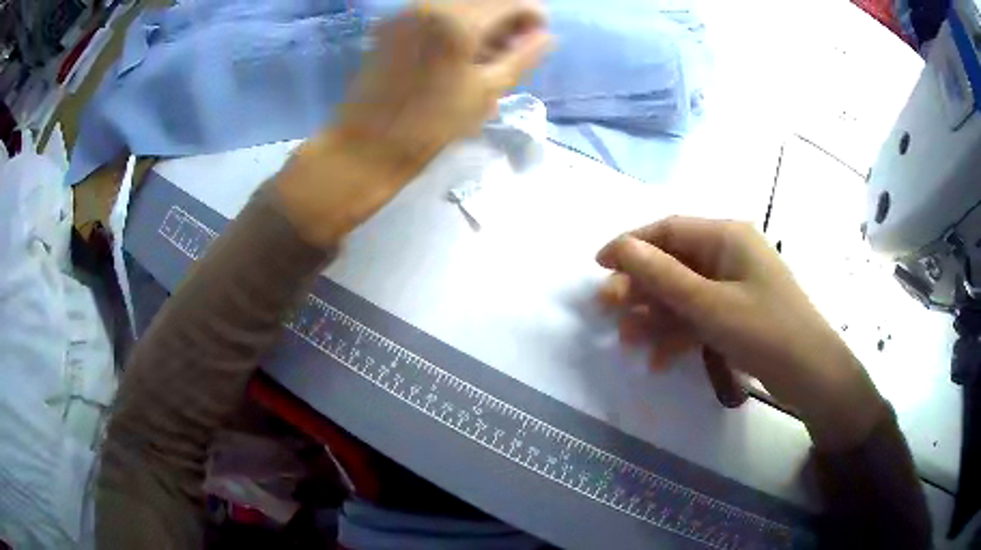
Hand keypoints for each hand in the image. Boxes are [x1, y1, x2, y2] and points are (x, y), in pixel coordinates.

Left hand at [276, 0, 550, 247]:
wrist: (367, 145)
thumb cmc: (431, 124)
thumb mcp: (487, 91)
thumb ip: (522, 57)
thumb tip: (546, 36)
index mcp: (458, 19)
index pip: (512, 3)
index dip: (532, 17)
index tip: (537, 39)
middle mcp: (430, 5)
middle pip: (484, 1)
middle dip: (505, 21)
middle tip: (511, 51)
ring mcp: (406, 13)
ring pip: (459, 6)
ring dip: (480, 24)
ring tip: (485, 56)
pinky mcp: (390, 26)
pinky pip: (434, 15)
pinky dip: (454, 27)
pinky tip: (457, 54)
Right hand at [597, 217, 886, 450]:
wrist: (811, 374)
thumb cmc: (764, 330)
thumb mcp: (709, 304)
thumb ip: (662, 276)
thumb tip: (620, 249)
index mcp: (726, 237)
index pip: (668, 230)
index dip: (631, 245)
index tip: (599, 266)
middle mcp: (729, 254)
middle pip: (674, 262)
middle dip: (641, 286)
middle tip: (610, 310)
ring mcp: (734, 286)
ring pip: (684, 293)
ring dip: (655, 316)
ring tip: (628, 342)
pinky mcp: (737, 314)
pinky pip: (700, 316)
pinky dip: (679, 334)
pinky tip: (659, 360)